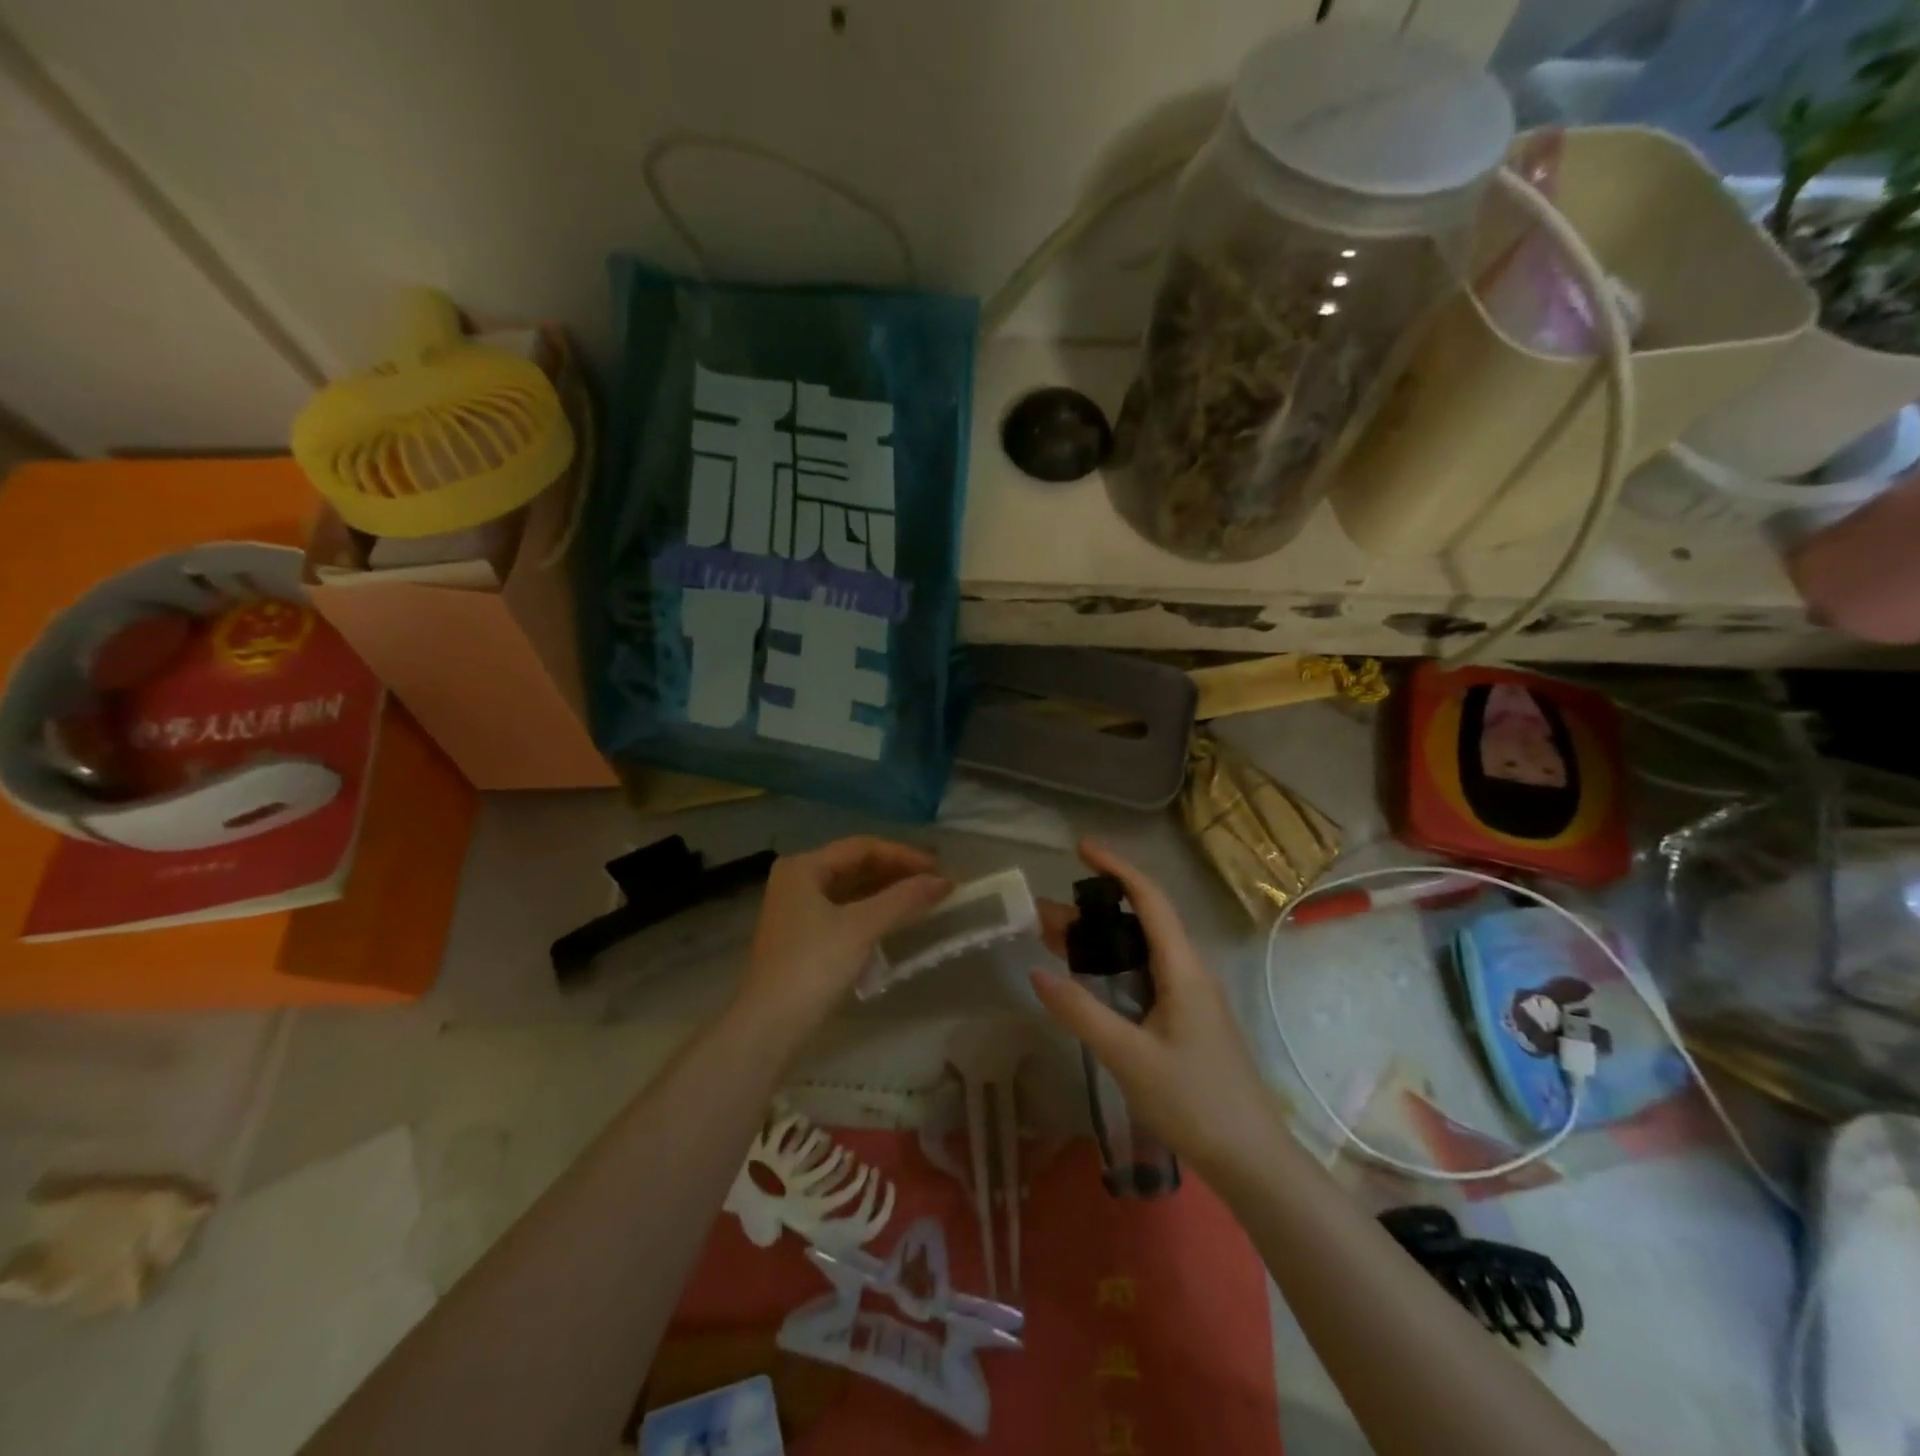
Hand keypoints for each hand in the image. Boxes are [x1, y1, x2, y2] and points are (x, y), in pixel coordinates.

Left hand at [736, 836, 949, 1031]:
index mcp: (804, 867)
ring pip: (851, 889)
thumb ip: (904, 899)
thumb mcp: (861, 928)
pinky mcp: (803, 934)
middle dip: (896, 873)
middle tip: (934, 883)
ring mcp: (797, 908)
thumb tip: (944, 881)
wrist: (769, 1025)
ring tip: (923, 900)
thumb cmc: (813, 966)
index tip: (938, 868)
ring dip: (886, 893)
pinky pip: (844, 910)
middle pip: (855, 865)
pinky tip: (895, 921)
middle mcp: (797, 879)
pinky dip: (871, 912)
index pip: (862, 847)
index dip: (903, 855)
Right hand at [1030, 841, 1280, 1178]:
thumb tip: (1036, 973)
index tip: (1081, 848)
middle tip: (1044, 913)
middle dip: (1094, 909)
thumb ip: (1081, 1012)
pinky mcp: (1188, 1019)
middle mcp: (1190, 971)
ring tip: (1054, 938)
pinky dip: (1113, 965)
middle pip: (1142, 922)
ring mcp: (1192, 996)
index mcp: (1183, 969)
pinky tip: (1088, 980)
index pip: (1150, 898)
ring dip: (1101, 938)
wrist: (1252, 1161)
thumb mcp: (1129, 1057)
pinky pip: (1146, 975)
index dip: (1116, 867)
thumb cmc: (1194, 1103)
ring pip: (1142, 950)